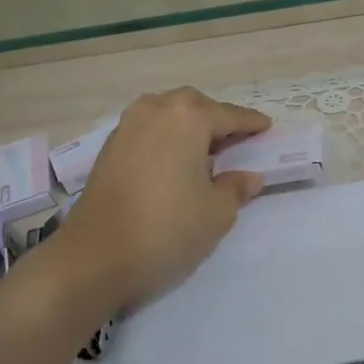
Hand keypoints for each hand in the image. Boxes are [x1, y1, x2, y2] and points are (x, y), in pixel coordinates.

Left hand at [52, 88, 270, 314]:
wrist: (95, 257)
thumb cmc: (167, 229)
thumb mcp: (216, 213)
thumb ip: (236, 188)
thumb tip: (249, 177)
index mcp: (187, 117)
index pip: (229, 115)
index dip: (251, 124)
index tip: (267, 128)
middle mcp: (155, 111)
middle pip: (194, 106)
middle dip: (216, 119)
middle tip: (236, 140)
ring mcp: (126, 127)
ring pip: (166, 114)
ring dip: (187, 126)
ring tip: (205, 151)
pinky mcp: (108, 149)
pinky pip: (147, 131)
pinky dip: (166, 139)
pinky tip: (174, 162)